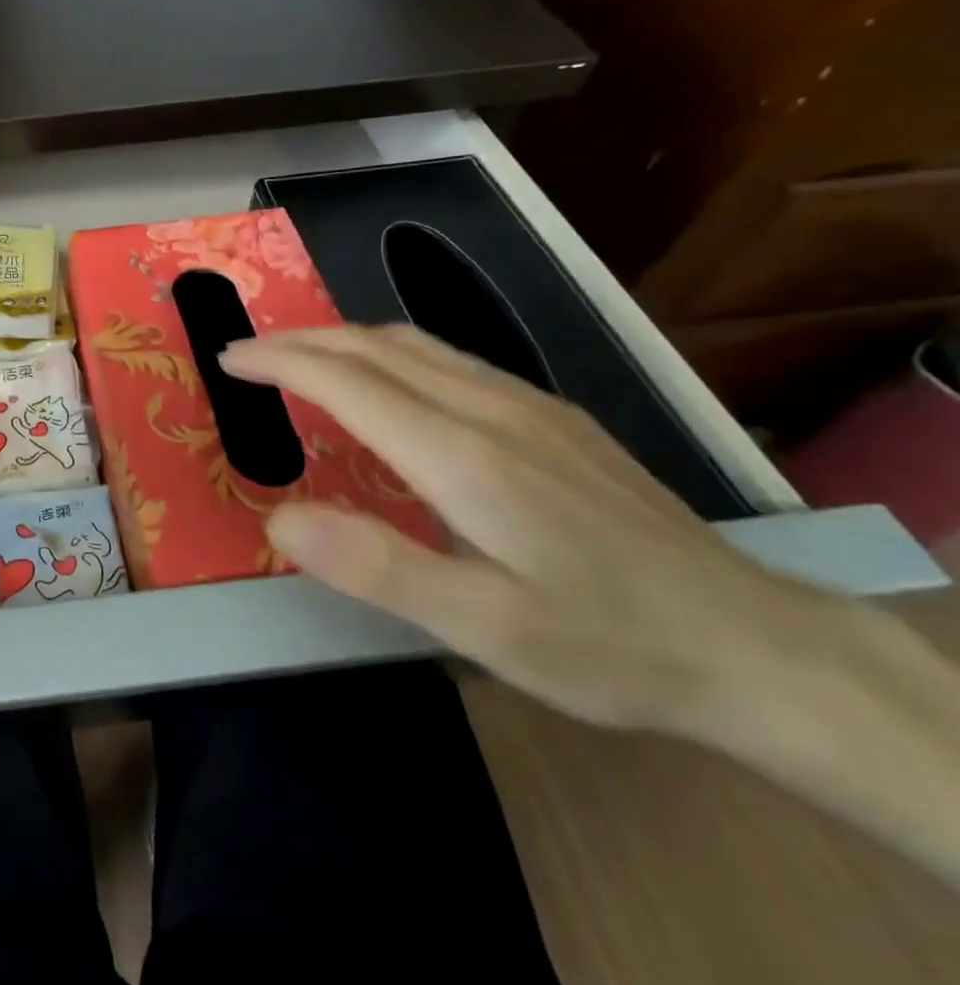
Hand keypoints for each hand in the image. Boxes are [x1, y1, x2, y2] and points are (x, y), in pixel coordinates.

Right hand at [219, 325, 843, 741]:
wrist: (754, 645)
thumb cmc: (605, 643)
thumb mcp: (484, 629)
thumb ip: (376, 566)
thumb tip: (279, 517)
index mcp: (462, 456)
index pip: (347, 381)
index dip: (280, 362)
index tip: (229, 359)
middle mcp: (490, 410)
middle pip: (375, 347)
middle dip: (299, 341)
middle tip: (246, 354)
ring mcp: (529, 406)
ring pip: (414, 343)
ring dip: (341, 340)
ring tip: (298, 357)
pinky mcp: (554, 416)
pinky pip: (449, 358)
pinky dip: (388, 352)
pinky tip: (387, 380)